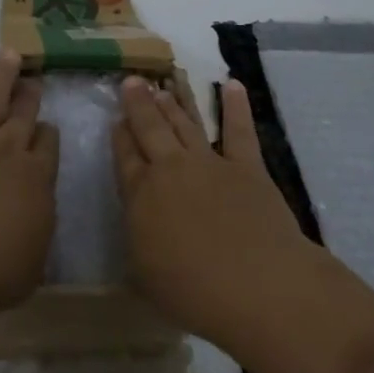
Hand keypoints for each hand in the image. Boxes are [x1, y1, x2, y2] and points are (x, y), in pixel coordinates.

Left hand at [0, 39, 58, 372]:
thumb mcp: (25, 273)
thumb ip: (34, 241)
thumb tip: (34, 221)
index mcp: (35, 182)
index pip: (48, 150)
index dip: (48, 137)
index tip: (49, 129)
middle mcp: (5, 149)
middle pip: (23, 116)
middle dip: (30, 98)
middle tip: (34, 82)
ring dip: (1, 74)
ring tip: (10, 54)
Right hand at [112, 76, 373, 372]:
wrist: (257, 286)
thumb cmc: (194, 292)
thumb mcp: (146, 275)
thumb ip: (138, 241)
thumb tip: (137, 223)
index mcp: (142, 196)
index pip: (125, 156)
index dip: (120, 134)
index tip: (116, 117)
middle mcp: (170, 169)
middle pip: (151, 128)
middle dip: (140, 103)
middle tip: (132, 80)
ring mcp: (209, 163)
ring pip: (186, 123)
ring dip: (174, 102)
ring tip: (164, 83)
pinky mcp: (247, 166)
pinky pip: (239, 130)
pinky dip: (235, 106)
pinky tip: (232, 84)